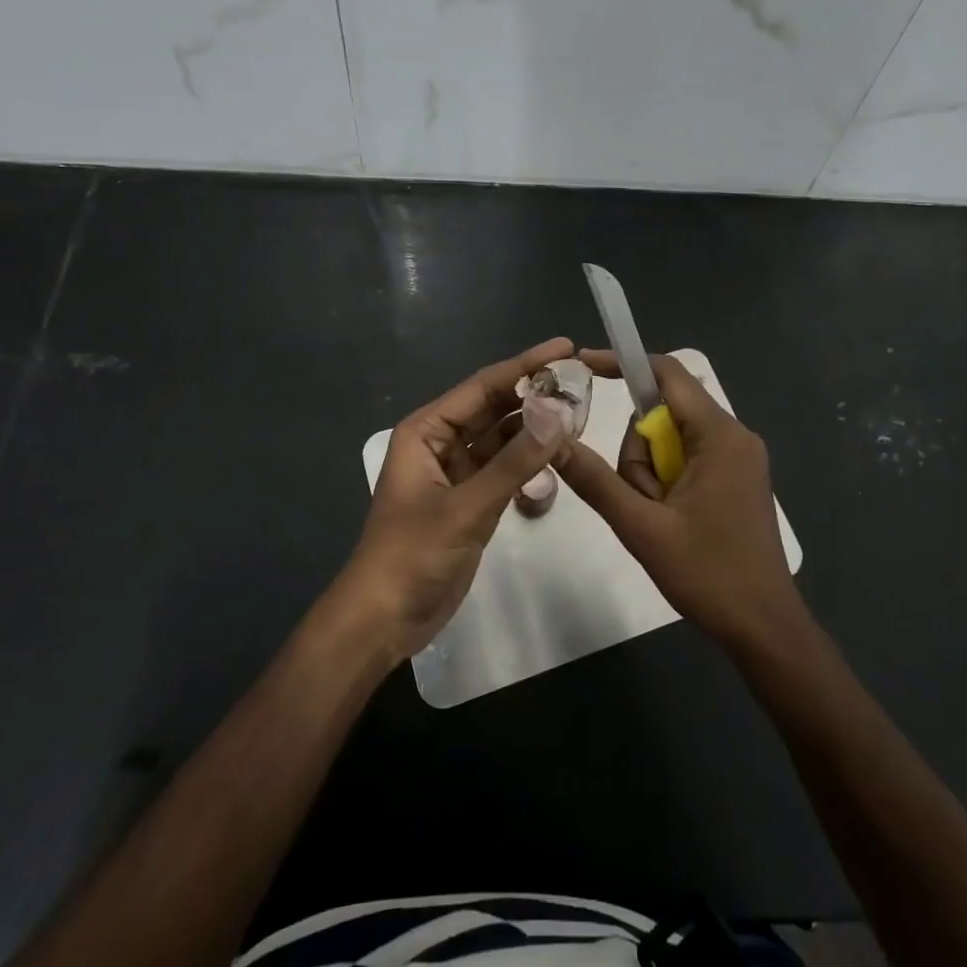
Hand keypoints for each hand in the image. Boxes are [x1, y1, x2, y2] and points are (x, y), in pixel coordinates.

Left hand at [338, 338, 579, 662]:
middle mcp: (441, 442)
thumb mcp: (466, 507)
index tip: (566, 347)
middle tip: (581, 378)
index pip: (483, 387)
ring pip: (502, 436)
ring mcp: (457, 472)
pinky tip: (559, 448)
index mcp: (427, 430)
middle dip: (534, 392)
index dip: (526, 365)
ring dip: (535, 424)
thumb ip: (514, 462)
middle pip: (494, 406)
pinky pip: (505, 466)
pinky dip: (529, 457)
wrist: (385, 619)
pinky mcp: (471, 499)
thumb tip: (559, 414)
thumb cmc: (412, 555)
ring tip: (579, 409)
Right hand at [557, 350, 805, 652]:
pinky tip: (671, 520)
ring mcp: (739, 458)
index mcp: (719, 435)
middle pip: (666, 413)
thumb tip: (553, 440)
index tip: (581, 365)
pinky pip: (689, 458)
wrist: (765, 629)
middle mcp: (735, 436)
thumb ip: (596, 480)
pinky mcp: (737, 479)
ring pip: (673, 440)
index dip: (623, 364)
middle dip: (639, 452)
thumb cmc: (709, 575)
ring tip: (660, 520)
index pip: (667, 374)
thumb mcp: (642, 527)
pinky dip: (667, 480)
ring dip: (651, 473)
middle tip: (642, 501)